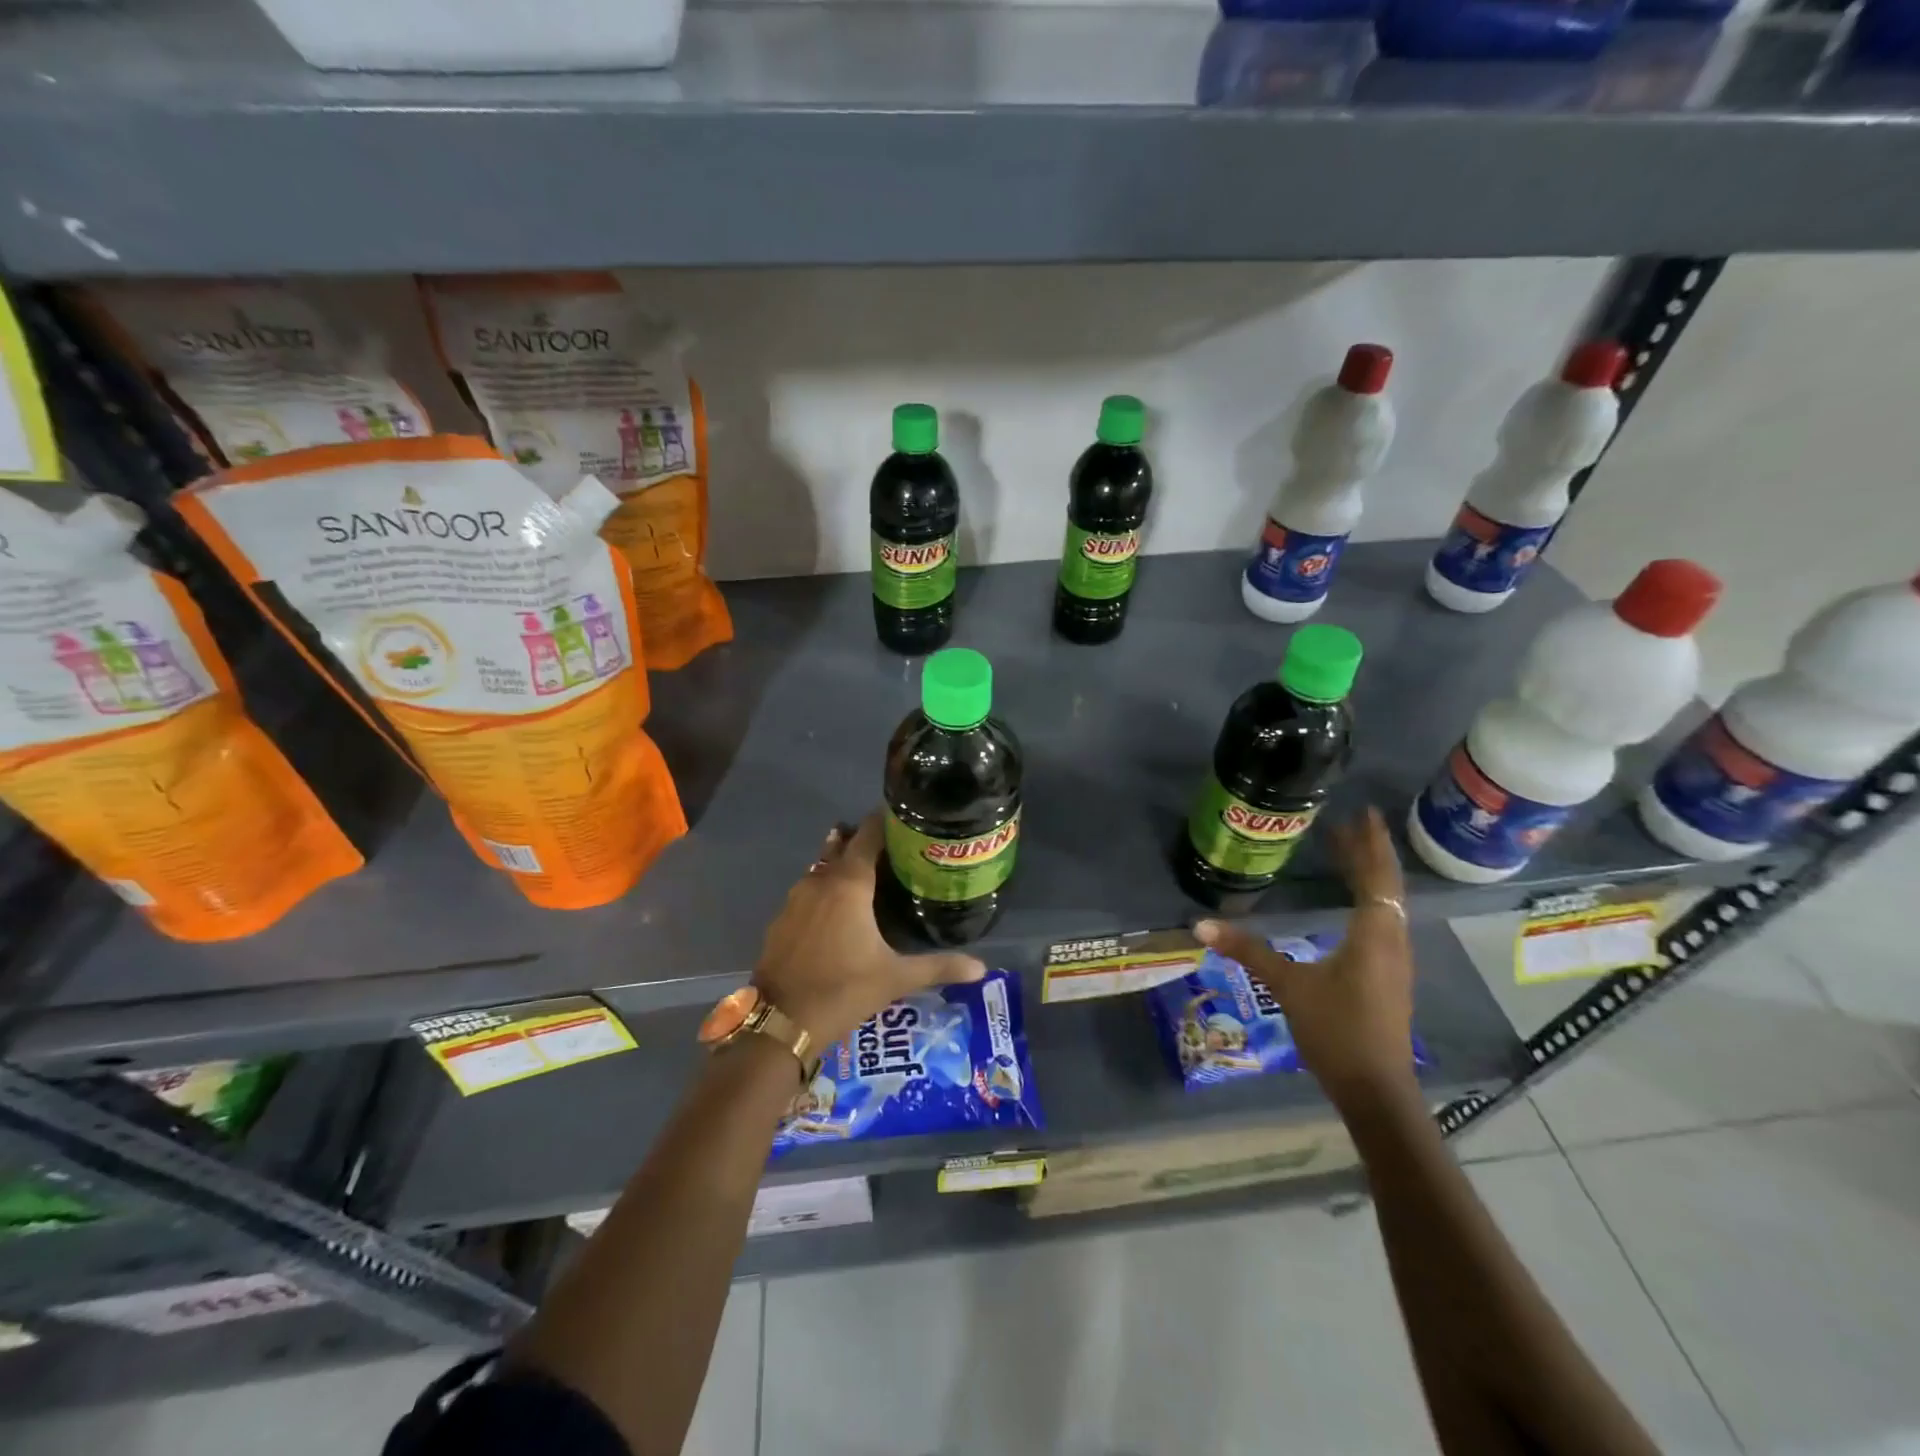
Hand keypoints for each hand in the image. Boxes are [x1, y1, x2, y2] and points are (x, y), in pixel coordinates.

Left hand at [752, 813, 986, 1048]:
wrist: (780, 1023)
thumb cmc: (843, 990)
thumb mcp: (895, 978)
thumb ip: (939, 967)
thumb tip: (981, 968)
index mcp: (849, 884)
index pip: (868, 834)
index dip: (887, 822)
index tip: (908, 820)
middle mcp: (820, 880)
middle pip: (844, 845)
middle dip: (866, 842)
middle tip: (896, 851)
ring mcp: (795, 898)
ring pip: (823, 867)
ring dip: (844, 865)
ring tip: (872, 878)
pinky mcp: (781, 918)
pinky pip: (809, 891)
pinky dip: (826, 890)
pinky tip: (840, 912)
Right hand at [1195, 807, 1416, 1109]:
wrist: (1376, 1089)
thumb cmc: (1336, 1030)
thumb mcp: (1288, 986)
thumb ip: (1248, 951)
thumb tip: (1200, 924)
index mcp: (1374, 935)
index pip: (1377, 878)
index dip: (1371, 845)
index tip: (1363, 814)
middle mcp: (1392, 941)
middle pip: (1385, 887)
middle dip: (1368, 854)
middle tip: (1348, 824)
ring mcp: (1394, 961)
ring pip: (1386, 906)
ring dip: (1370, 877)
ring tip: (1347, 854)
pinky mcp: (1389, 977)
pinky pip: (1382, 923)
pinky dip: (1368, 900)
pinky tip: (1352, 903)